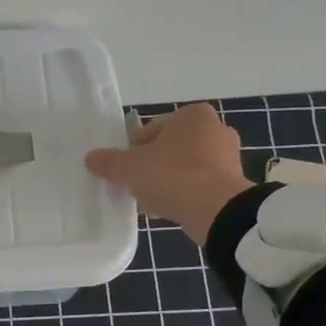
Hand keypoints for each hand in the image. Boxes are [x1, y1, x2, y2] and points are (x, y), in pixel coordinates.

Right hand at [85, 103, 253, 243]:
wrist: (218, 211)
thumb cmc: (173, 175)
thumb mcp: (130, 168)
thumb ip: (109, 161)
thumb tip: (91, 158)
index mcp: (193, 115)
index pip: (153, 128)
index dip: (135, 149)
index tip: (127, 168)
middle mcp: (215, 128)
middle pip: (170, 148)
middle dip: (153, 165)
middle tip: (136, 185)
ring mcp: (229, 157)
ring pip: (186, 167)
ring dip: (168, 181)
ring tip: (151, 202)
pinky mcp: (234, 183)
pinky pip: (200, 186)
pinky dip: (186, 195)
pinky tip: (170, 210)